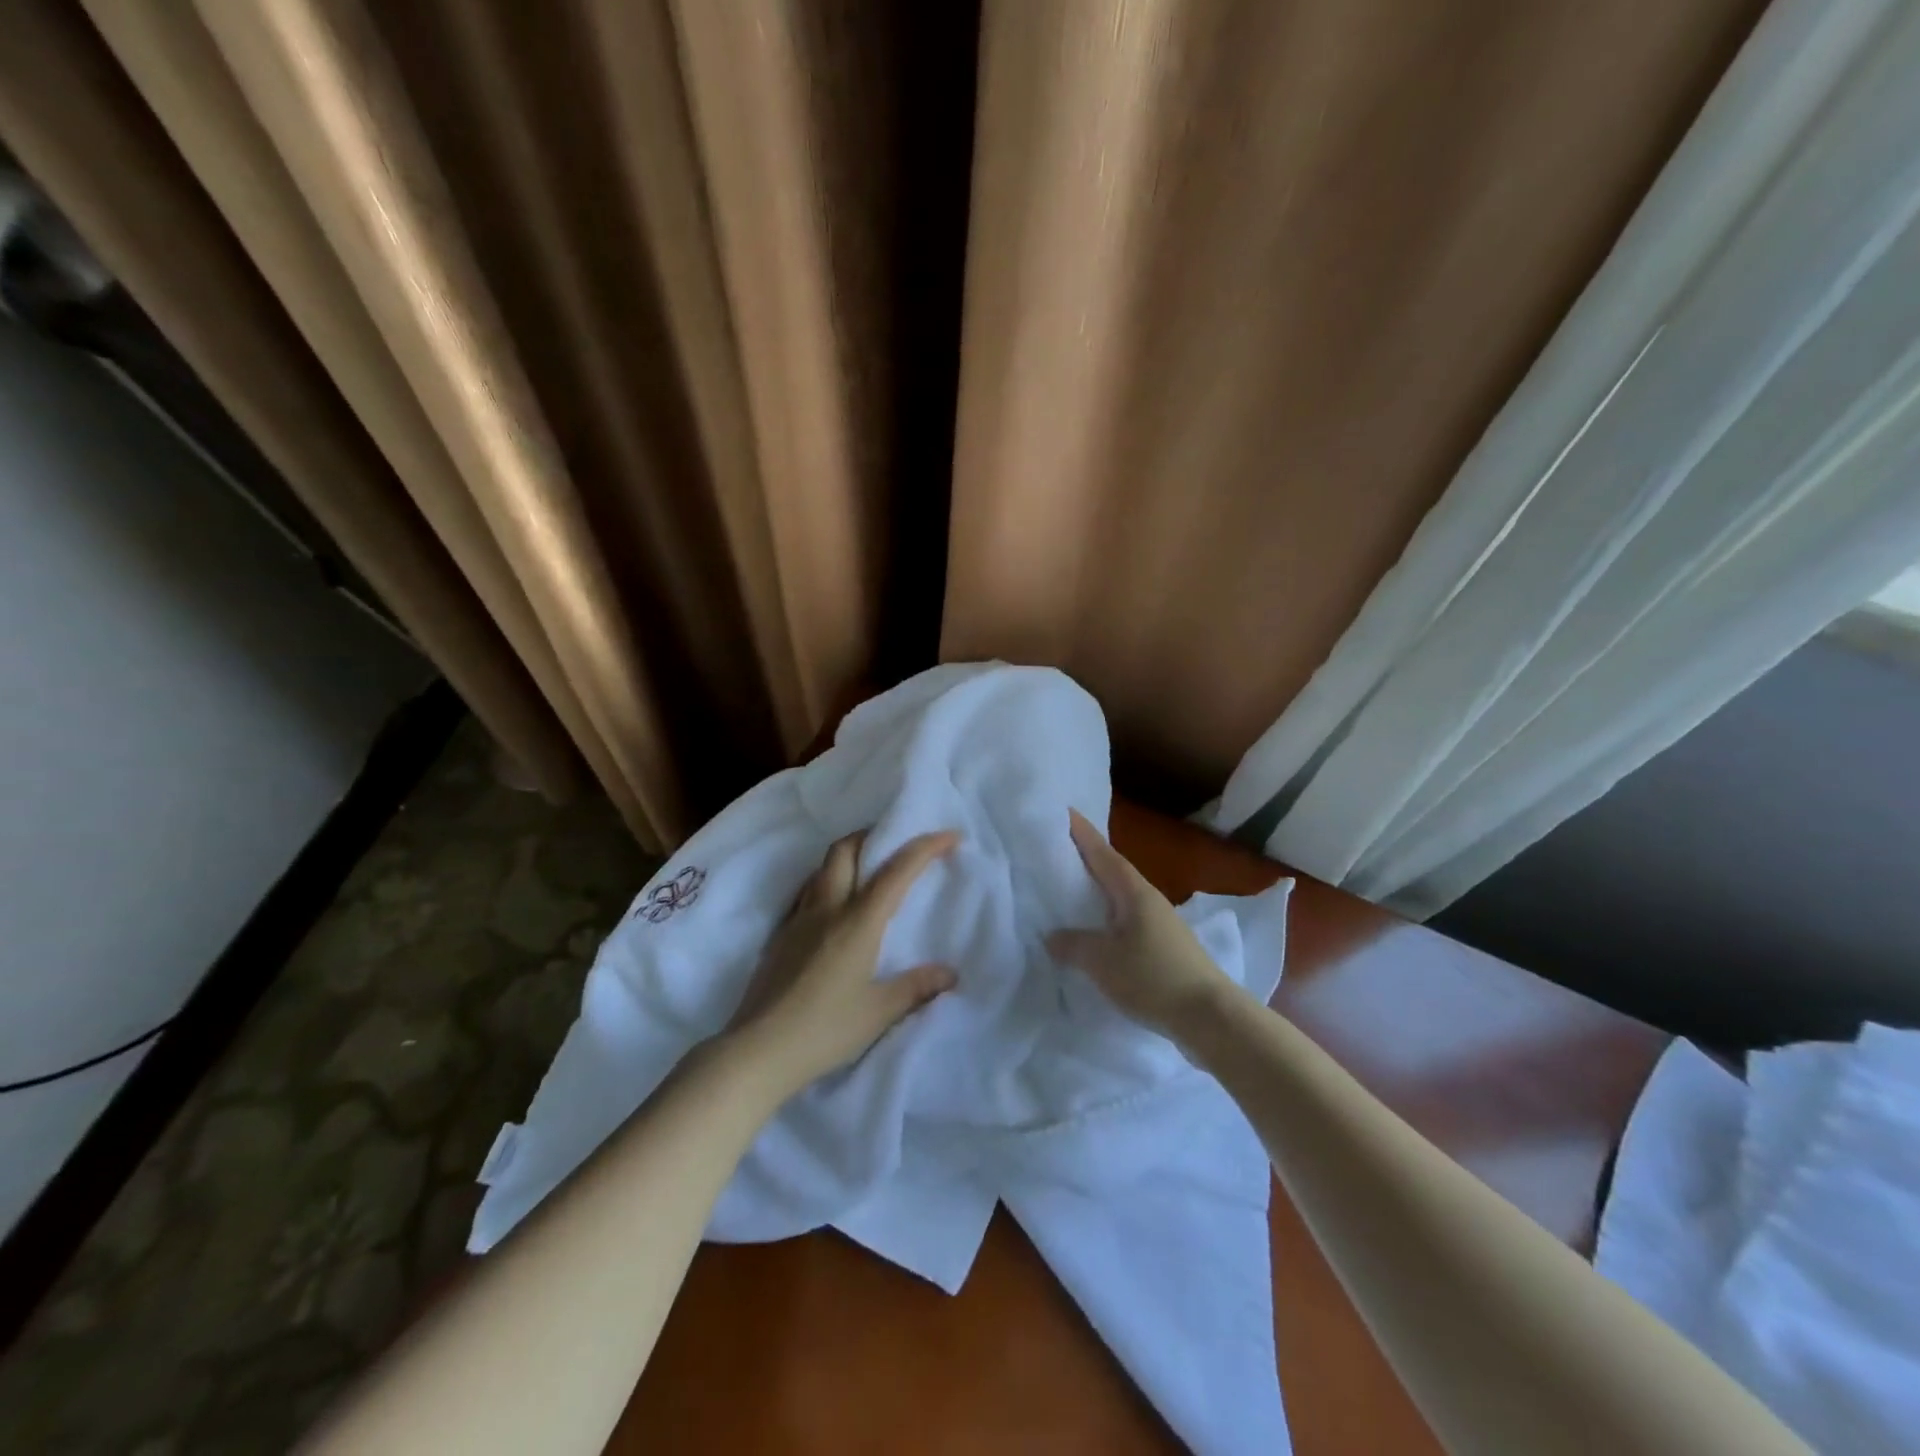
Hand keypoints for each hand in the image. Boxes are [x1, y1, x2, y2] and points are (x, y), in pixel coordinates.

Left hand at [725, 830, 959, 1095]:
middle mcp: (827, 909)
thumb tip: (950, 974)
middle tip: (893, 844)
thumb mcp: (879, 1012)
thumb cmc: (825, 1029)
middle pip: (845, 850)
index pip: (896, 871)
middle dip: (872, 836)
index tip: (950, 836)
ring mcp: (798, 920)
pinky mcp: (780, 936)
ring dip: (846, 857)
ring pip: (821, 869)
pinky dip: (825, 884)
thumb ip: (916, 987)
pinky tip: (832, 909)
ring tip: (866, 872)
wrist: (758, 1050)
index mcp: (858, 921)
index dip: (925, 847)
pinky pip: (805, 893)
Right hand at [1046, 810, 1243, 1046]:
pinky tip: (1093, 930)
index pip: (1103, 854)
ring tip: (1068, 888)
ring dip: (1096, 890)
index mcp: (1134, 892)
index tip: (1064, 811)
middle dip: (1086, 858)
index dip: (1082, 833)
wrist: (1210, 1017)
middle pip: (1112, 871)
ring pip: (1119, 897)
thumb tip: (1052, 936)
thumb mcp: (1102, 961)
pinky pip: (1125, 921)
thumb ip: (1073, 944)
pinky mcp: (1163, 948)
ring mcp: (1159, 924)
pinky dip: (1106, 917)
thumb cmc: (1153, 978)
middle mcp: (1148, 900)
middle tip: (1056, 847)